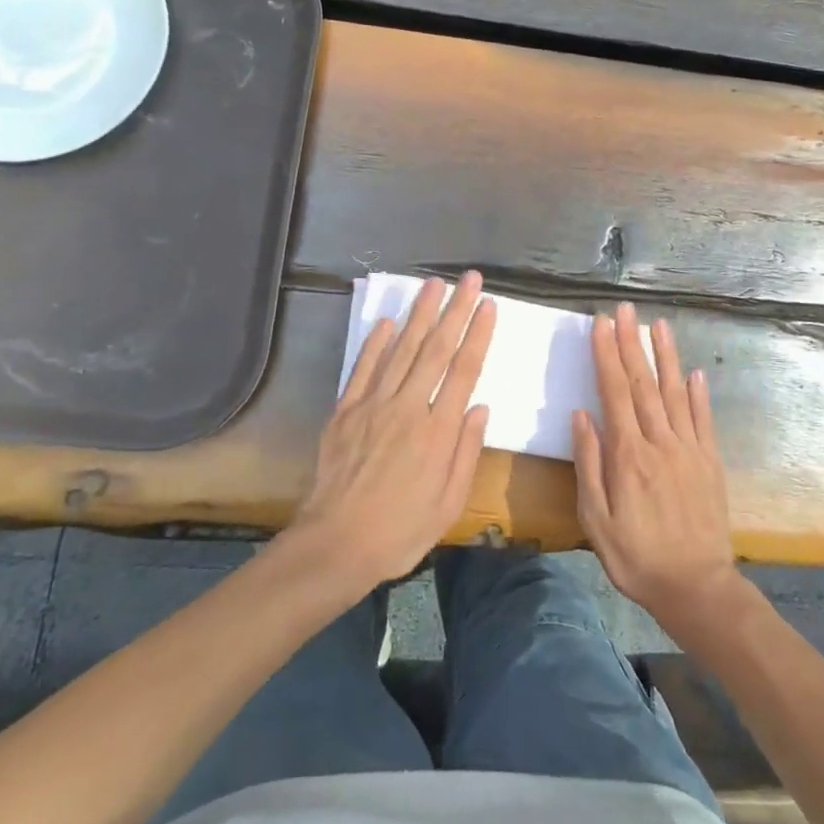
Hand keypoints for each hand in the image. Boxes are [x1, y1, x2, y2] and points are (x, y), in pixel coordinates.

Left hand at [290, 272, 496, 593]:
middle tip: (469, 278)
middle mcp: (408, 407)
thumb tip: (480, 407)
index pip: (464, 370)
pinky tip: (387, 320)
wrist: (335, 546)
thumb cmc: (400, 531)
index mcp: (438, 431)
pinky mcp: (346, 410)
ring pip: (401, 349)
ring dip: (420, 314)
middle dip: (455, 309)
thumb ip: (466, 452)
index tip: (488, 304)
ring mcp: (373, 405)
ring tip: (434, 284)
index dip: (478, 334)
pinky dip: (375, 342)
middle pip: (436, 349)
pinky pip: (363, 368)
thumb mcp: (449, 504)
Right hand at [572, 304, 740, 632]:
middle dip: (631, 342)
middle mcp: (660, 442)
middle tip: (624, 309)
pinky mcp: (711, 461)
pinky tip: (694, 371)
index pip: (614, 392)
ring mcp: (689, 449)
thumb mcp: (596, 519)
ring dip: (665, 356)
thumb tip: (582, 415)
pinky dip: (699, 393)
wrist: (696, 587)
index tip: (600, 324)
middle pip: (643, 383)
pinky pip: (704, 419)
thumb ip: (589, 464)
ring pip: (675, 392)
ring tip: (658, 324)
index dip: (607, 355)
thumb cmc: (635, 556)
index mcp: (628, 455)